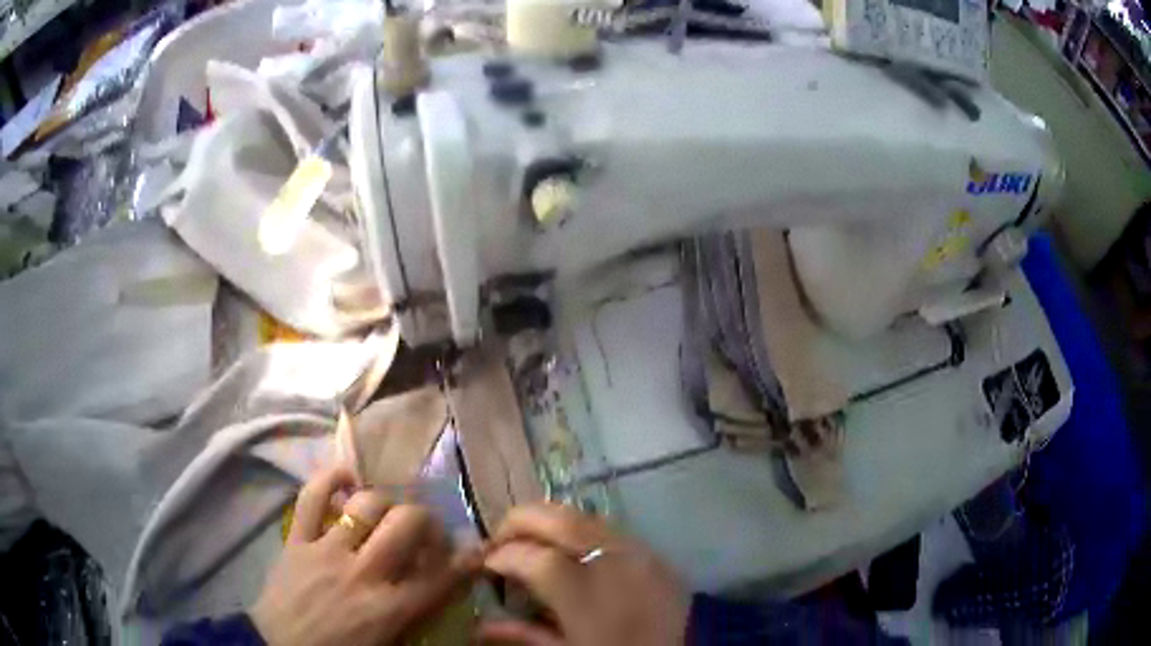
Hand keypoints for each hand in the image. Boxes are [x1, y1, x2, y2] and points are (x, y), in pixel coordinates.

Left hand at [250, 467, 477, 645]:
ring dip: (385, 502)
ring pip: (366, 504)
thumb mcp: (387, 645)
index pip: (440, 577)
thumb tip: (438, 590)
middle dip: (426, 521)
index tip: (477, 549)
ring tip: (388, 511)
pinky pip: (311, 497)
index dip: (466, 560)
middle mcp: (363, 573)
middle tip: (426, 530)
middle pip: (407, 525)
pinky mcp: (297, 539)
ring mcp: (327, 550)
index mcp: (388, 608)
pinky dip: (330, 478)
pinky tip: (347, 477)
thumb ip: (415, 618)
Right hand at [478, 503, 688, 645]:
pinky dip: (580, 530)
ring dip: (549, 522)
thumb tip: (481, 626)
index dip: (501, 555)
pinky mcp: (656, 554)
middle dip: (520, 521)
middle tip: (499, 537)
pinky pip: (609, 529)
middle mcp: (612, 562)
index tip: (486, 562)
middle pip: (557, 519)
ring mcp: (639, 553)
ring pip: (584, 517)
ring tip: (531, 541)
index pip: (531, 557)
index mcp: (585, 595)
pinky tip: (569, 550)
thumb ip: (524, 635)